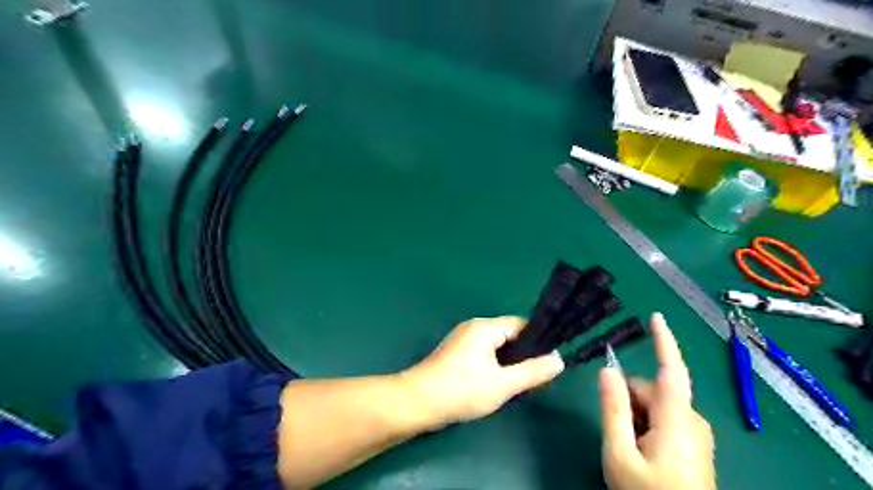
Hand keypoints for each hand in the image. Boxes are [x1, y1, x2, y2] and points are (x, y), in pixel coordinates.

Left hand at [403, 318, 566, 428]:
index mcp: (485, 327)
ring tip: (518, 384)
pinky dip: (494, 365)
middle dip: (523, 355)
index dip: (537, 341)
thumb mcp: (503, 384)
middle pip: (508, 334)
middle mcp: (473, 327)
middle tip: (535, 379)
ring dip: (509, 362)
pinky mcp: (456, 353)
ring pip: (496, 346)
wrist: (417, 402)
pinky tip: (497, 384)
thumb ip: (532, 372)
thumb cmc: (462, 390)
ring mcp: (462, 339)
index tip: (548, 362)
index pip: (520, 325)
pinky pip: (483, 353)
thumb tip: (558, 359)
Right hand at [600, 315, 715, 489]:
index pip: (671, 371)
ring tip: (629, 447)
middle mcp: (693, 421)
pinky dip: (647, 425)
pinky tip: (642, 450)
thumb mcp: (619, 454)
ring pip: (656, 405)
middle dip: (629, 399)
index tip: (655, 316)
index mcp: (677, 421)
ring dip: (636, 415)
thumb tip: (607, 369)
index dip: (664, 341)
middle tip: (616, 430)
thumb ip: (612, 408)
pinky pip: (666, 419)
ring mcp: (697, 435)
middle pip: (653, 390)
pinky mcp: (696, 445)